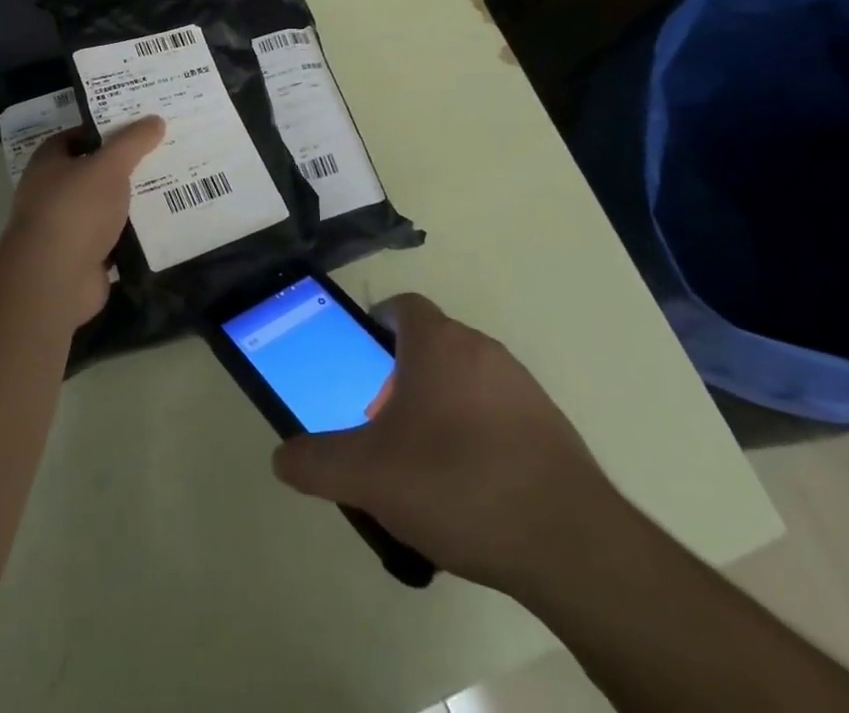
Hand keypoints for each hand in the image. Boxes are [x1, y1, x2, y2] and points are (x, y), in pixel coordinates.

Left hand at [0, 117, 164, 326]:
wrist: (55, 279)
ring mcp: (67, 228)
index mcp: (49, 163)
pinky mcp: (83, 257)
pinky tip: (162, 224)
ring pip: (105, 206)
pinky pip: (114, 238)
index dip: (105, 129)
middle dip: (124, 165)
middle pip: (94, 172)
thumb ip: (132, 142)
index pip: (77, 136)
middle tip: (162, 153)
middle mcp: (52, 193)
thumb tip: (155, 119)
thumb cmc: (76, 209)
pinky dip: (133, 233)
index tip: (138, 125)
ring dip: (131, 201)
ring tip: (171, 185)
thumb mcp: (109, 165)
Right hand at [271, 293, 621, 596]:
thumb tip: (281, 457)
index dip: (378, 324)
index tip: (362, 359)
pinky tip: (470, 486)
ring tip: (424, 461)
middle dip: (402, 374)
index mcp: (438, 343)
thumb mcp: (369, 477)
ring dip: (440, 403)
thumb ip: (317, 462)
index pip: (403, 306)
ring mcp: (521, 384)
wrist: (567, 541)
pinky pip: (499, 410)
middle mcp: (481, 348)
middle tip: (383, 422)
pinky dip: (477, 431)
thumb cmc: (456, 483)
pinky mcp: (550, 424)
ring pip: (466, 377)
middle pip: (432, 344)